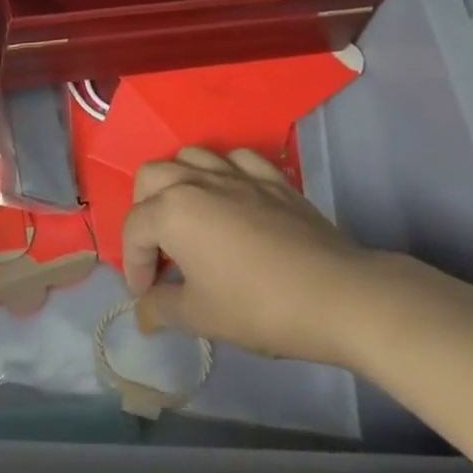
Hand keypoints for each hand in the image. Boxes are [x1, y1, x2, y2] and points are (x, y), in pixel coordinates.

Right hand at [121, 147, 386, 367]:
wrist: (339, 297)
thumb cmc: (259, 307)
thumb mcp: (200, 316)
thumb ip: (162, 308)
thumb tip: (143, 312)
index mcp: (171, 212)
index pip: (133, 229)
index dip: (133, 264)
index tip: (147, 293)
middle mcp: (197, 182)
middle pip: (151, 177)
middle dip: (144, 210)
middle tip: (159, 248)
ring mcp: (237, 175)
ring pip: (191, 156)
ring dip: (178, 181)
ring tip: (187, 215)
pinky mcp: (273, 179)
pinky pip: (237, 159)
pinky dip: (224, 171)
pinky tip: (231, 195)